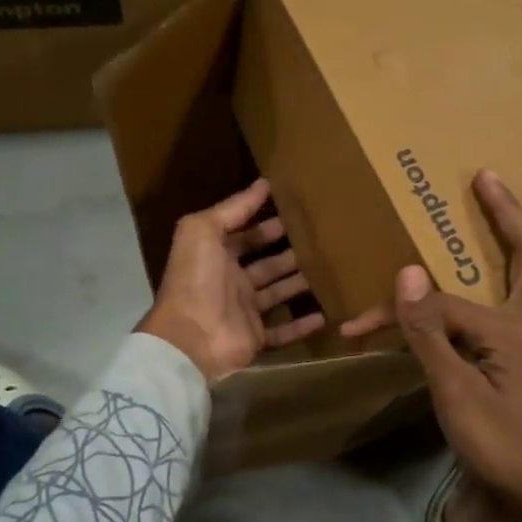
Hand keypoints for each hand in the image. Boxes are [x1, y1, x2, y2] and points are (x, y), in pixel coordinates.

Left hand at [137, 178, 325, 384]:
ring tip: (330, 270)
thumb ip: (233, 208)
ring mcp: (244, 311)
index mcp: (216, 255)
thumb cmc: (196, 279)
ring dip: (300, 283)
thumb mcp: (203, 230)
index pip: (247, 235)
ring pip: (278, 293)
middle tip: (322, 241)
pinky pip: (283, 331)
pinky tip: (326, 314)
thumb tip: (263, 183)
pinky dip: (302, 325)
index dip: (268, 224)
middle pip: (267, 264)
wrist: (190, 338)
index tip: (298, 214)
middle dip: (290, 252)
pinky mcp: (255, 338)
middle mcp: (230, 282)